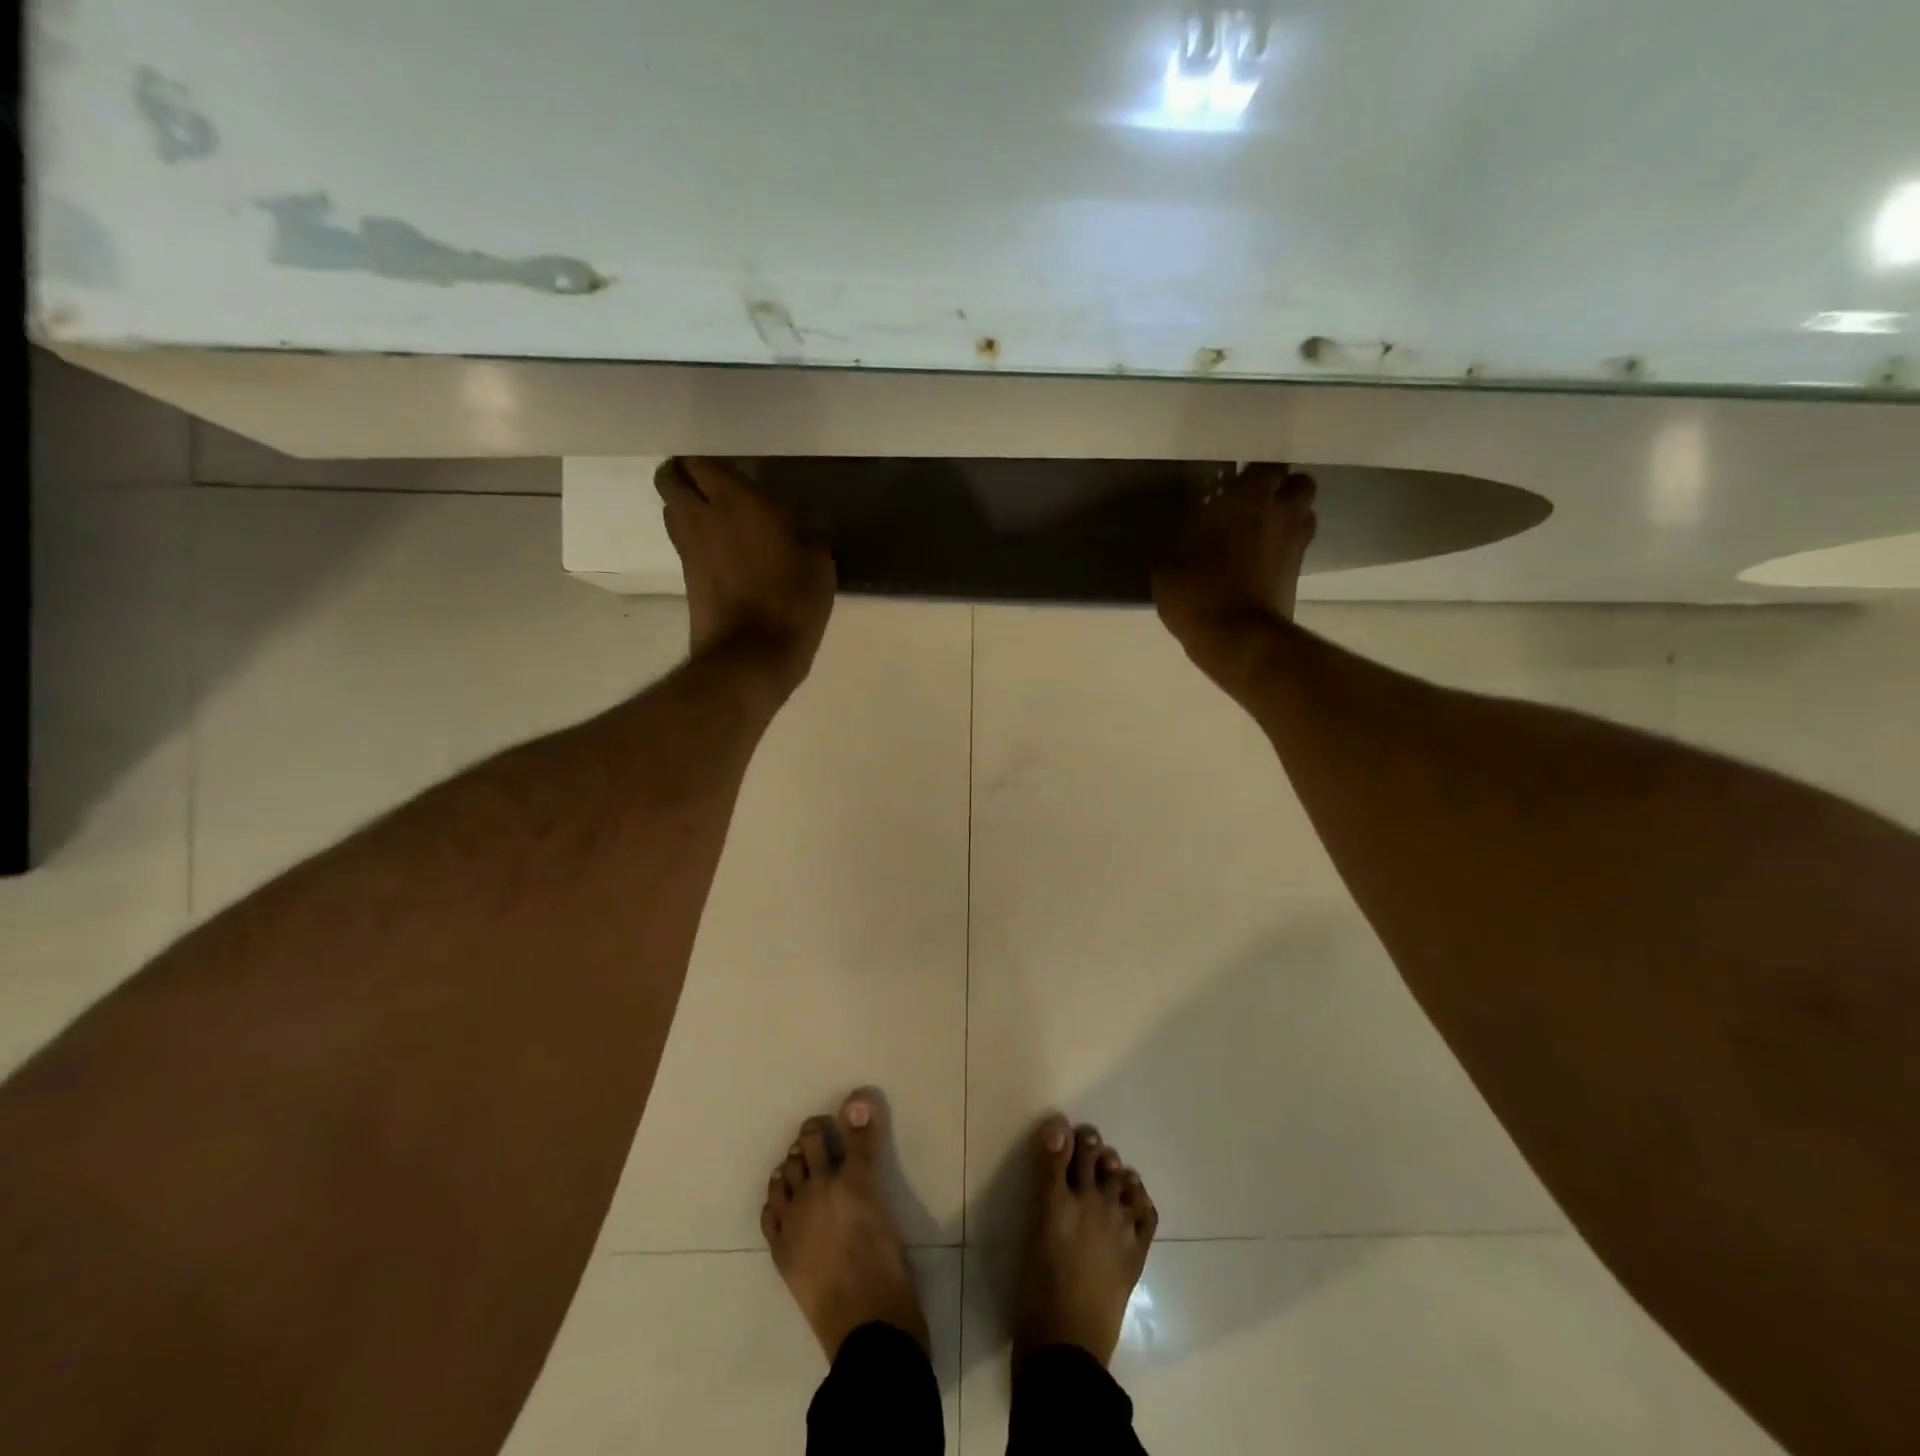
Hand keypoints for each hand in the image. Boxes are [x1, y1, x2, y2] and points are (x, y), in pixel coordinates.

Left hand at [654, 458, 836, 688]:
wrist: (753, 656)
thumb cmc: (792, 601)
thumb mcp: (818, 562)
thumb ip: (801, 534)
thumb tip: (794, 531)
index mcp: (736, 501)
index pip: (701, 460)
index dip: (709, 459)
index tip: (731, 466)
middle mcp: (702, 516)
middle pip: (669, 478)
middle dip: (683, 475)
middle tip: (711, 483)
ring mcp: (688, 549)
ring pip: (672, 511)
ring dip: (686, 507)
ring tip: (716, 516)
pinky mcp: (686, 579)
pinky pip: (684, 544)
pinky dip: (696, 539)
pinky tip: (723, 551)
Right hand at [1151, 464, 1316, 694]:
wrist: (1237, 640)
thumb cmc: (1198, 590)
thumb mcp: (1167, 562)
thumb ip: (1179, 536)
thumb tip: (1182, 528)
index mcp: (1250, 497)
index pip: (1265, 465)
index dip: (1252, 472)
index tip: (1232, 482)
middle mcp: (1282, 512)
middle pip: (1298, 484)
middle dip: (1280, 489)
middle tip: (1253, 503)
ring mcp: (1296, 544)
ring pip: (1303, 514)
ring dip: (1287, 517)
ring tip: (1259, 530)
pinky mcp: (1298, 574)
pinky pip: (1296, 547)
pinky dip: (1283, 548)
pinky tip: (1259, 561)